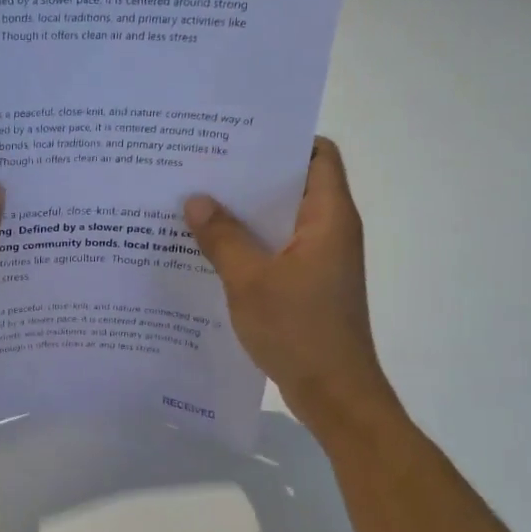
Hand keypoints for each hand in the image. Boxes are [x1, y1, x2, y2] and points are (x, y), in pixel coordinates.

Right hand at [184, 137, 400, 432]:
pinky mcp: (307, 283)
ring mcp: (319, 258)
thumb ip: (222, 238)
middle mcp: (329, 230)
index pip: (319, 155)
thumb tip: (196, 199)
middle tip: (201, 165)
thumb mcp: (250, 281)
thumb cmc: (300, 331)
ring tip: (196, 201)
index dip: (285, 139)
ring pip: (281, 218)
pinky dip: (248, 241)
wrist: (335, 395)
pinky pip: (275, 247)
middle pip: (295, 183)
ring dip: (245, 211)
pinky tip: (209, 247)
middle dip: (251, 173)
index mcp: (329, 218)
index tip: (237, 136)